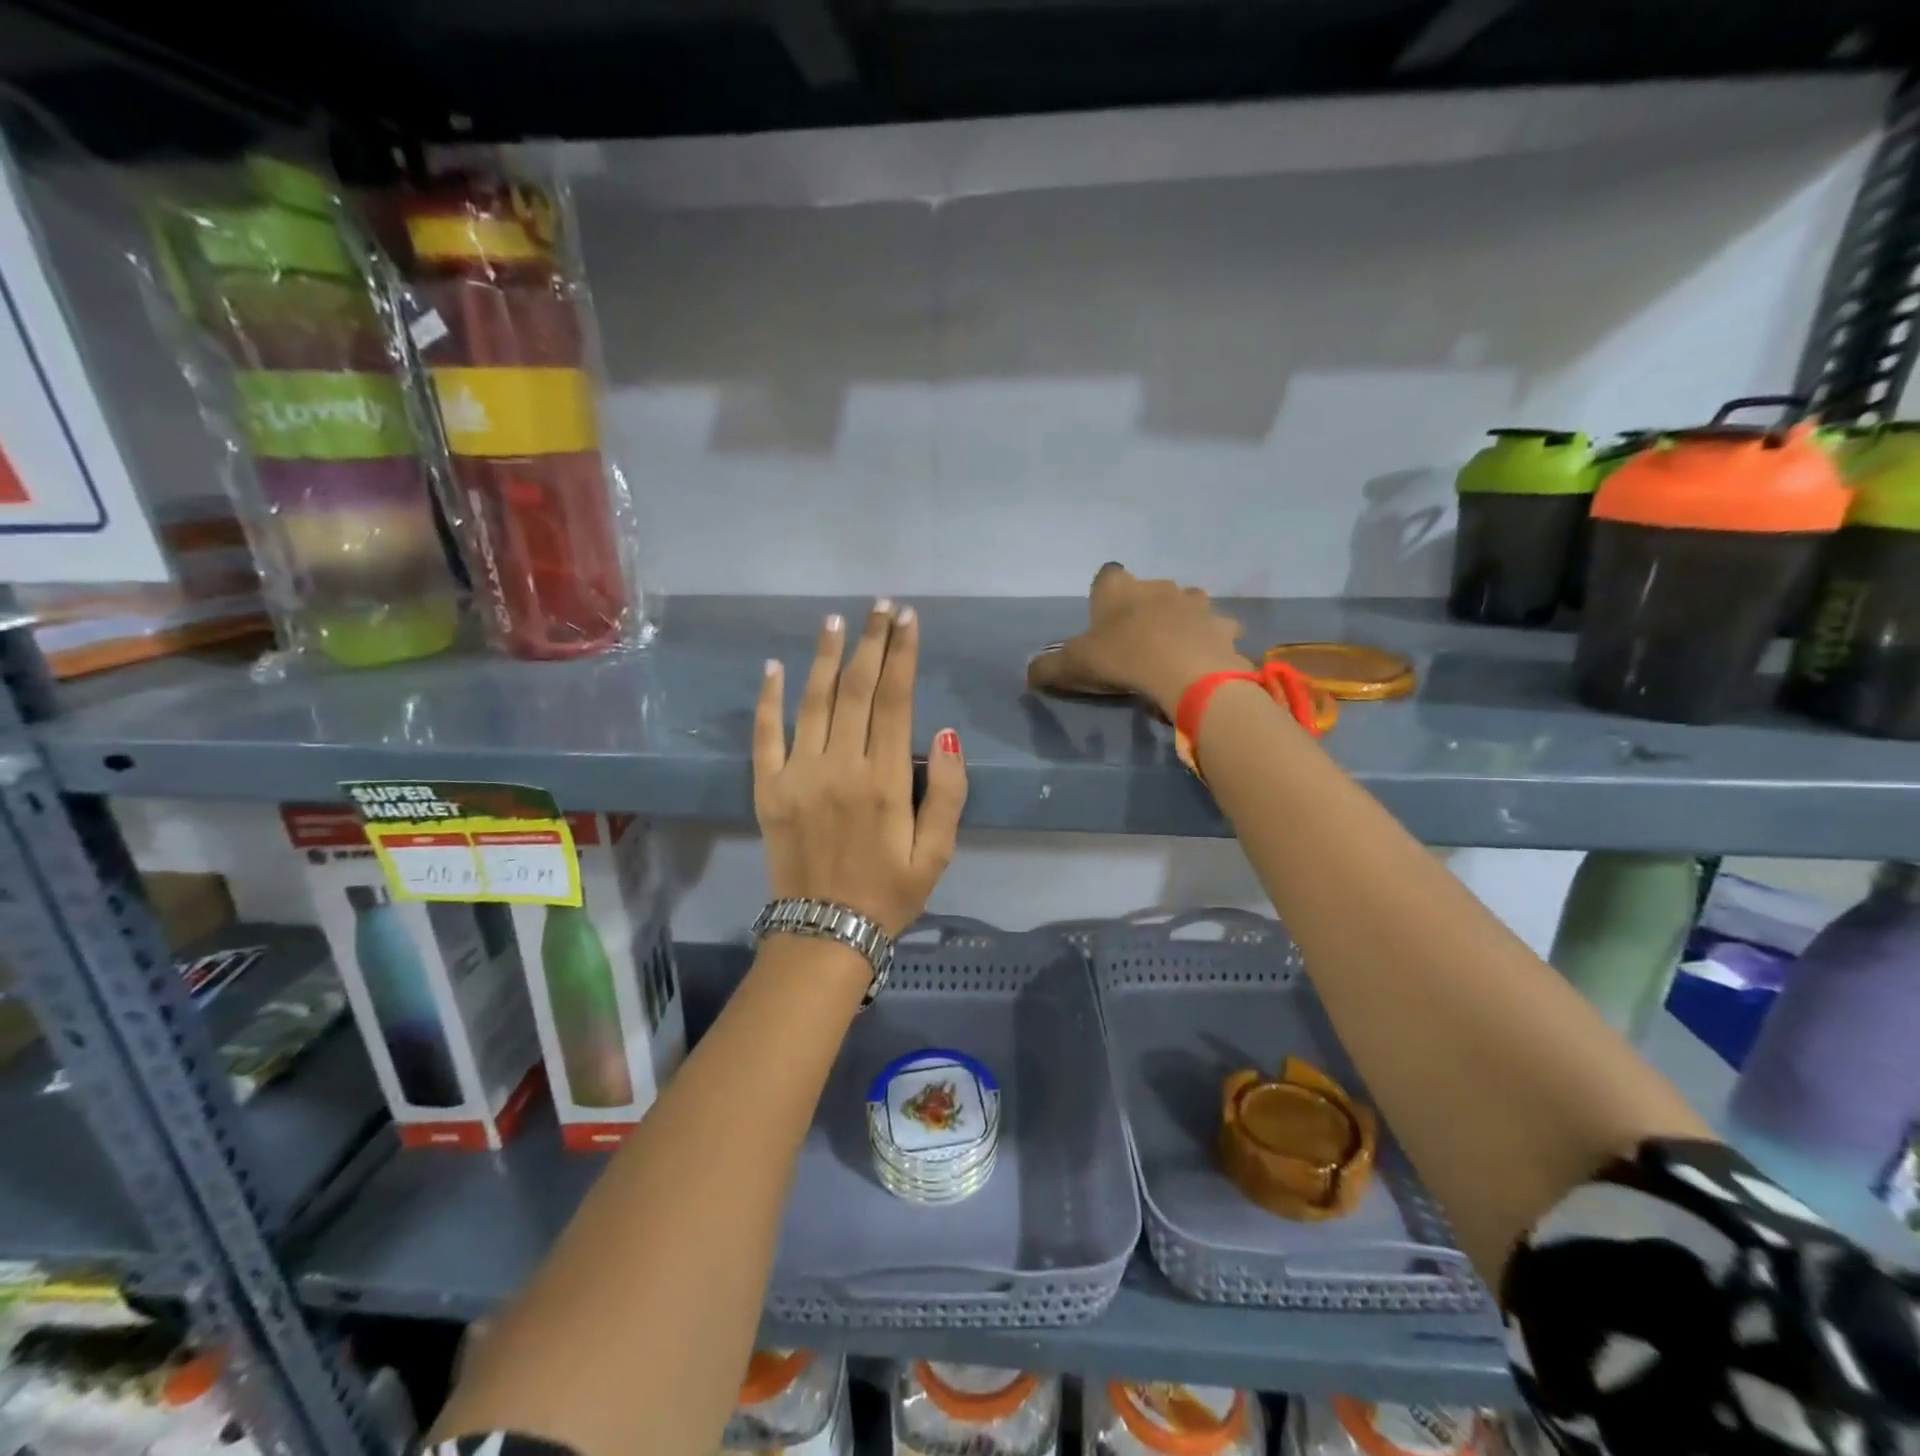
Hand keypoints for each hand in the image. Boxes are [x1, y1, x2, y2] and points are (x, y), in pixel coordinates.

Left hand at [754, 602, 967, 935]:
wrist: (825, 933)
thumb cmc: (889, 893)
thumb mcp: (937, 852)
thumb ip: (947, 792)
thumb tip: (943, 733)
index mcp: (884, 780)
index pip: (895, 700)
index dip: (903, 655)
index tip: (908, 620)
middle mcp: (840, 766)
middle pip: (856, 689)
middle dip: (871, 643)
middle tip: (880, 607)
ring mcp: (798, 774)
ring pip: (813, 701)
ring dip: (825, 657)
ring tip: (836, 621)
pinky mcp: (768, 788)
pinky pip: (765, 735)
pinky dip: (769, 698)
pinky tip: (775, 666)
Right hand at [1027, 564, 1252, 716]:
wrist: (1184, 672)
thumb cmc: (1122, 658)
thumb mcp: (1074, 666)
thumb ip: (1048, 667)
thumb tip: (1028, 671)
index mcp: (1119, 588)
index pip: (1107, 575)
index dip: (1105, 594)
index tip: (1103, 618)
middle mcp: (1158, 586)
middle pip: (1149, 589)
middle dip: (1145, 608)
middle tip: (1136, 641)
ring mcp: (1196, 603)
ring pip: (1187, 604)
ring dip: (1181, 620)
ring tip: (1173, 649)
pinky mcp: (1222, 626)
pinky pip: (1217, 630)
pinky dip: (1211, 641)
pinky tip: (1204, 660)